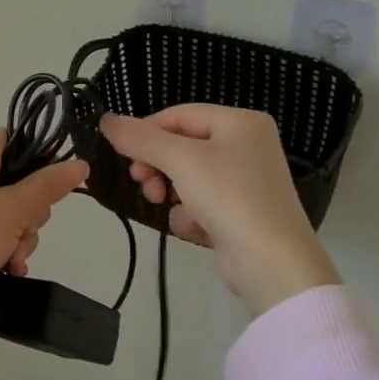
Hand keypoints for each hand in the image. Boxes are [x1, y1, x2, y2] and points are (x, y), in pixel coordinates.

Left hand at [0, 129, 88, 292]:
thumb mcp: (16, 210)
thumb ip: (49, 186)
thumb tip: (80, 164)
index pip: (15, 141)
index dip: (36, 166)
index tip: (45, 194)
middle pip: (14, 178)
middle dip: (28, 214)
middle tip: (25, 233)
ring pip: (5, 205)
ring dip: (18, 234)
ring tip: (14, 259)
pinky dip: (0, 242)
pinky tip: (8, 266)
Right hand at [99, 104, 340, 315]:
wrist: (273, 264)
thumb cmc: (229, 197)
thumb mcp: (179, 160)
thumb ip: (140, 138)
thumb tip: (106, 120)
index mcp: (241, 122)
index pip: (178, 115)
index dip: (146, 132)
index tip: (124, 155)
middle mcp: (247, 145)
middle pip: (182, 145)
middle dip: (157, 165)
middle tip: (142, 183)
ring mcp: (246, 180)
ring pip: (187, 175)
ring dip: (170, 191)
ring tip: (163, 205)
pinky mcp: (241, 212)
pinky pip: (202, 202)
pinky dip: (191, 214)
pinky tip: (197, 229)